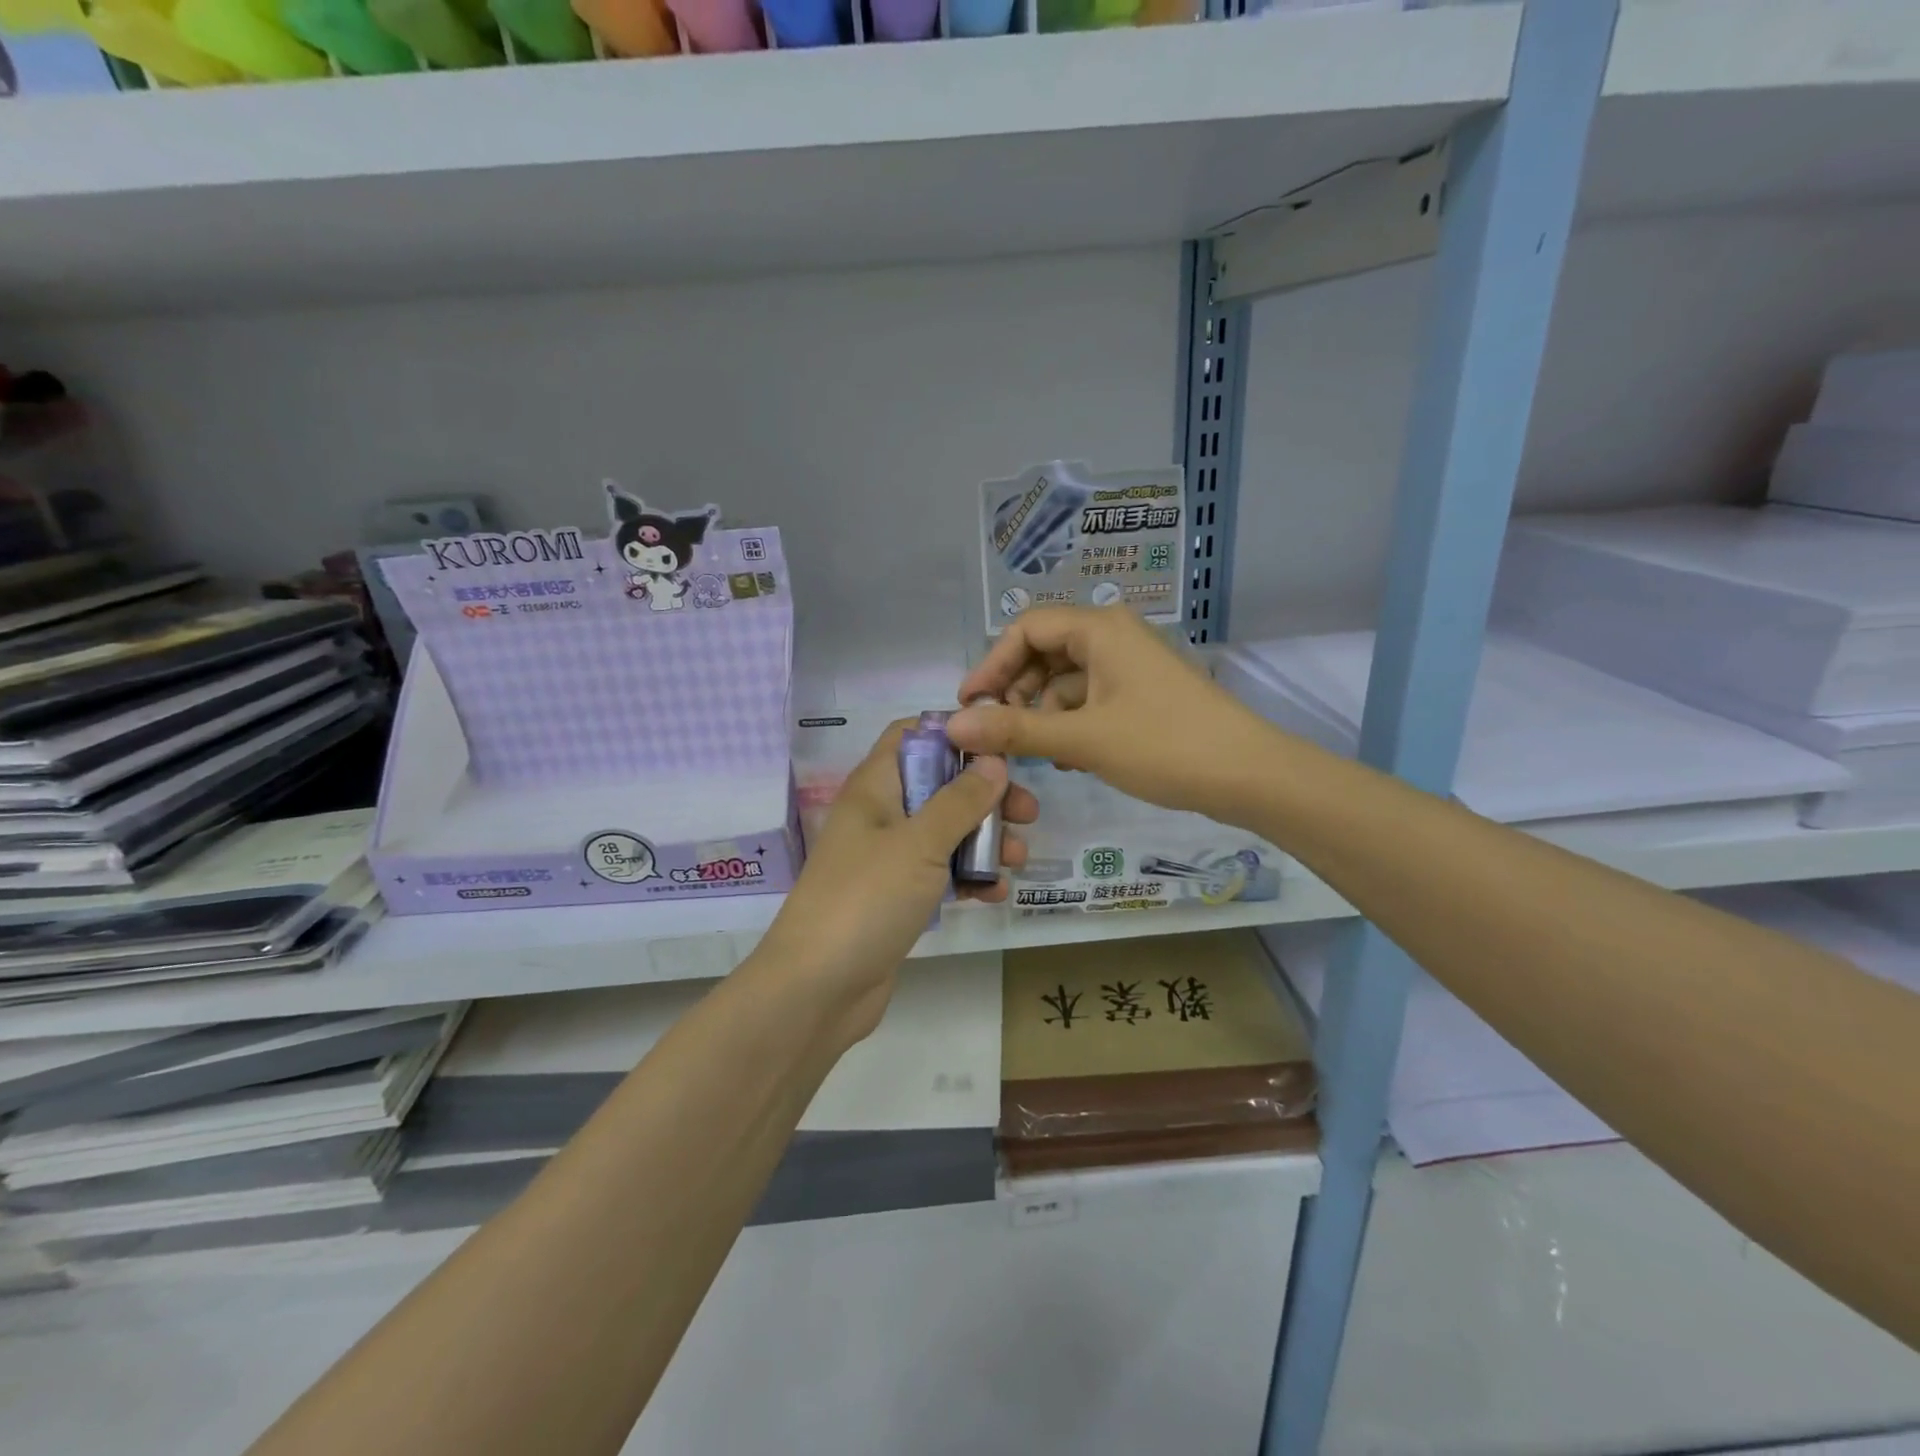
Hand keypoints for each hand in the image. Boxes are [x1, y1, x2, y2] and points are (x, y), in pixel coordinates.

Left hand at [755, 722, 1037, 1043]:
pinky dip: (968, 879)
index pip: (910, 736)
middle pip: (938, 786)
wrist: (817, 989)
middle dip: (985, 796)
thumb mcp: (919, 843)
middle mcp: (880, 816)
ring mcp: (888, 860)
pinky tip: (996, 894)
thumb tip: (993, 761)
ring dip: (984, 841)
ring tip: (1020, 858)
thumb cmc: (866, 899)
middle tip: (1028, 812)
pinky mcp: (897, 899)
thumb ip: (960, 801)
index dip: (953, 735)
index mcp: (874, 788)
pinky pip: (940, 875)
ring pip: (945, 833)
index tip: (1000, 748)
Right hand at [948, 605, 1278, 823]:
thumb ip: (1015, 731)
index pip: (1026, 629)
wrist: (1248, 775)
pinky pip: (1090, 699)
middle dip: (1016, 691)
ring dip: (1043, 713)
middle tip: (997, 734)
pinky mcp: (1142, 694)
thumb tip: (954, 727)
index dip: (991, 665)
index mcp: (1100, 630)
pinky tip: (1065, 757)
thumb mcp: (1082, 739)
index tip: (969, 706)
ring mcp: (1130, 666)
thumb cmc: (1163, 745)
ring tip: (1034, 753)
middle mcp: (1114, 637)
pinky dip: (1071, 723)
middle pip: (1045, 652)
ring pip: (1066, 680)